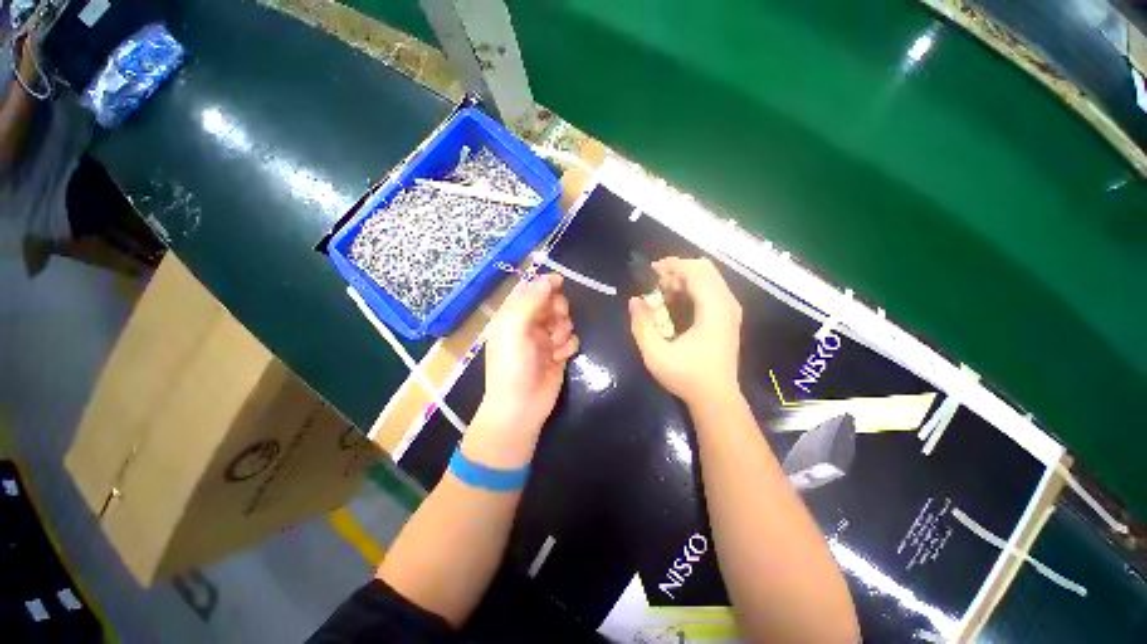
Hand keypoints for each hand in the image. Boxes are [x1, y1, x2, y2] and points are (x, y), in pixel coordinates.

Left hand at [466, 274, 578, 465]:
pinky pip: (571, 339)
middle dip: (557, 310)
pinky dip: (568, 346)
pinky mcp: (558, 354)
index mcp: (512, 317)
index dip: (544, 284)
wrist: (522, 406)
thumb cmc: (513, 365)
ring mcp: (545, 340)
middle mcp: (529, 326)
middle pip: (551, 304)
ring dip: (563, 330)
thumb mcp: (515, 329)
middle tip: (556, 320)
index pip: (530, 292)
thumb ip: (531, 301)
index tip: (560, 282)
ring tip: (555, 346)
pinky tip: (560, 357)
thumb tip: (548, 279)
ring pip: (564, 321)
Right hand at [629, 257, 742, 407]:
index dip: (672, 265)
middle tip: (656, 284)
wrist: (717, 398)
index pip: (696, 271)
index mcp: (714, 309)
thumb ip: (642, 325)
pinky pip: (712, 288)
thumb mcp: (656, 354)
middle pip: (705, 268)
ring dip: (685, 278)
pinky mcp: (729, 317)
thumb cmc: (687, 377)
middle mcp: (727, 304)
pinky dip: (693, 287)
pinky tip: (678, 303)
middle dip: (678, 269)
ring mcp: (731, 310)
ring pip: (710, 277)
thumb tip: (634, 300)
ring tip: (664, 294)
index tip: (650, 272)